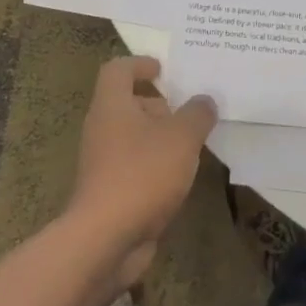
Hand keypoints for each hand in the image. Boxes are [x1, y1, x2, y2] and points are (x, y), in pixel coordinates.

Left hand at [67, 57, 216, 287]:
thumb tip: (204, 101)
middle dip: (158, 105)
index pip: (118, 69)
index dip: (140, 64)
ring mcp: (102, 163)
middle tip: (188, 112)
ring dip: (159, 138)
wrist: (104, 240)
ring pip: (132, 137)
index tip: (164, 70)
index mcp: (112, 104)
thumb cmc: (142, 173)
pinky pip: (133, 167)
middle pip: (127, 103)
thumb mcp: (182, 137)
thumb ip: (197, 114)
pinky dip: (154, 166)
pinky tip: (178, 179)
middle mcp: (101, 128)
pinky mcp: (108, 193)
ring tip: (191, 146)